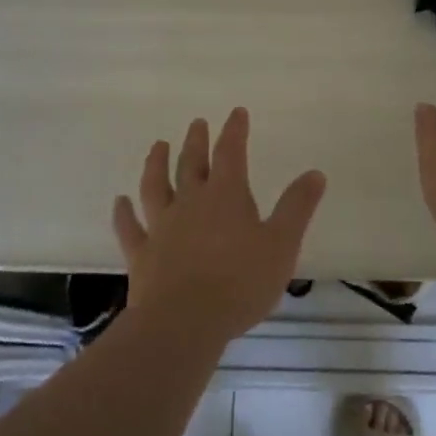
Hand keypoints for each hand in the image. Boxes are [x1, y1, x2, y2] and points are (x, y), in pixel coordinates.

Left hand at [112, 108, 327, 345]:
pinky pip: (130, 228)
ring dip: (156, 164)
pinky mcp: (142, 254)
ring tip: (158, 146)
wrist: (184, 322)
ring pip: (156, 186)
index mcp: (226, 196)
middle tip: (196, 123)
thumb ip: (297, 207)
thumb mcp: (281, 244)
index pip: (231, 152)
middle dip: (196, 141)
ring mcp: (162, 227)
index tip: (236, 112)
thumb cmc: (240, 283)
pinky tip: (119, 202)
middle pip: (191, 164)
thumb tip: (315, 173)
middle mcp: (190, 202)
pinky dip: (124, 213)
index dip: (234, 131)